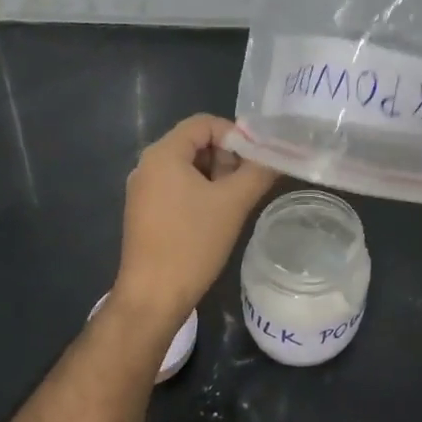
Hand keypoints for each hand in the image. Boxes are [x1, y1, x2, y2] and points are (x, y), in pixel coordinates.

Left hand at [114, 114, 276, 332]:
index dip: (235, 134)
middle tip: (248, 182)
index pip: (204, 123)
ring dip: (216, 176)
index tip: (257, 159)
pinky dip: (200, 192)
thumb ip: (258, 171)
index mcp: (163, 154)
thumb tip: (278, 154)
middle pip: (195, 142)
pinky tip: (216, 216)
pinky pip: (176, 186)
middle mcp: (147, 165)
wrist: (152, 298)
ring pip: (188, 166)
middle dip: (227, 157)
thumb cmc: (192, 243)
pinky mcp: (144, 212)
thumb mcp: (233, 203)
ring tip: (236, 201)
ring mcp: (143, 190)